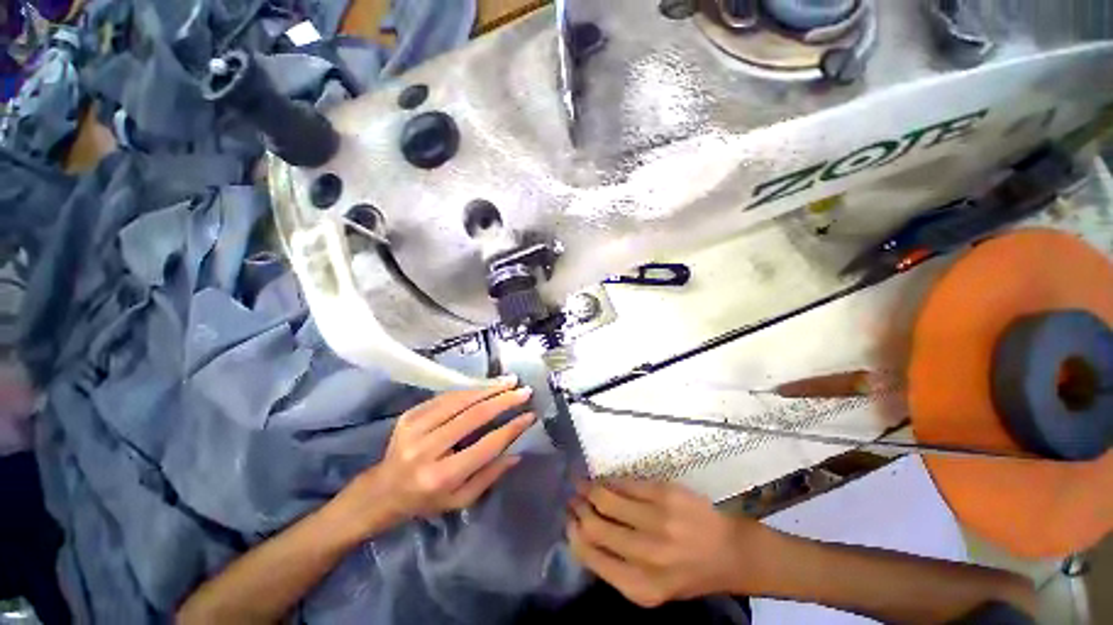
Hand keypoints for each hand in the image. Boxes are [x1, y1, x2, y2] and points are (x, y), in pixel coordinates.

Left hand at [332, 379, 534, 537]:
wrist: (382, 492)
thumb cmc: (426, 501)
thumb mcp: (460, 500)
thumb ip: (490, 476)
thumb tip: (517, 452)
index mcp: (442, 476)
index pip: (486, 445)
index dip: (512, 428)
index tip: (530, 415)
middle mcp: (427, 449)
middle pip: (474, 416)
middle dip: (504, 400)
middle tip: (524, 391)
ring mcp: (415, 428)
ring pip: (460, 400)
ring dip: (489, 388)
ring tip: (509, 381)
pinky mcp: (409, 415)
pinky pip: (446, 397)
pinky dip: (469, 389)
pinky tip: (486, 385)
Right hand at [567, 480, 772, 607]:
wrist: (728, 552)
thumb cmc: (686, 572)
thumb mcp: (651, 587)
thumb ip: (617, 567)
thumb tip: (582, 534)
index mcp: (641, 585)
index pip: (591, 556)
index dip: (574, 534)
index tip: (569, 521)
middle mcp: (647, 555)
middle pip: (595, 526)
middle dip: (578, 509)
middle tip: (572, 499)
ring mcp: (658, 520)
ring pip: (607, 499)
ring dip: (589, 489)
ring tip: (582, 484)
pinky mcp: (666, 494)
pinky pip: (626, 484)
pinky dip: (611, 481)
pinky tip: (606, 480)